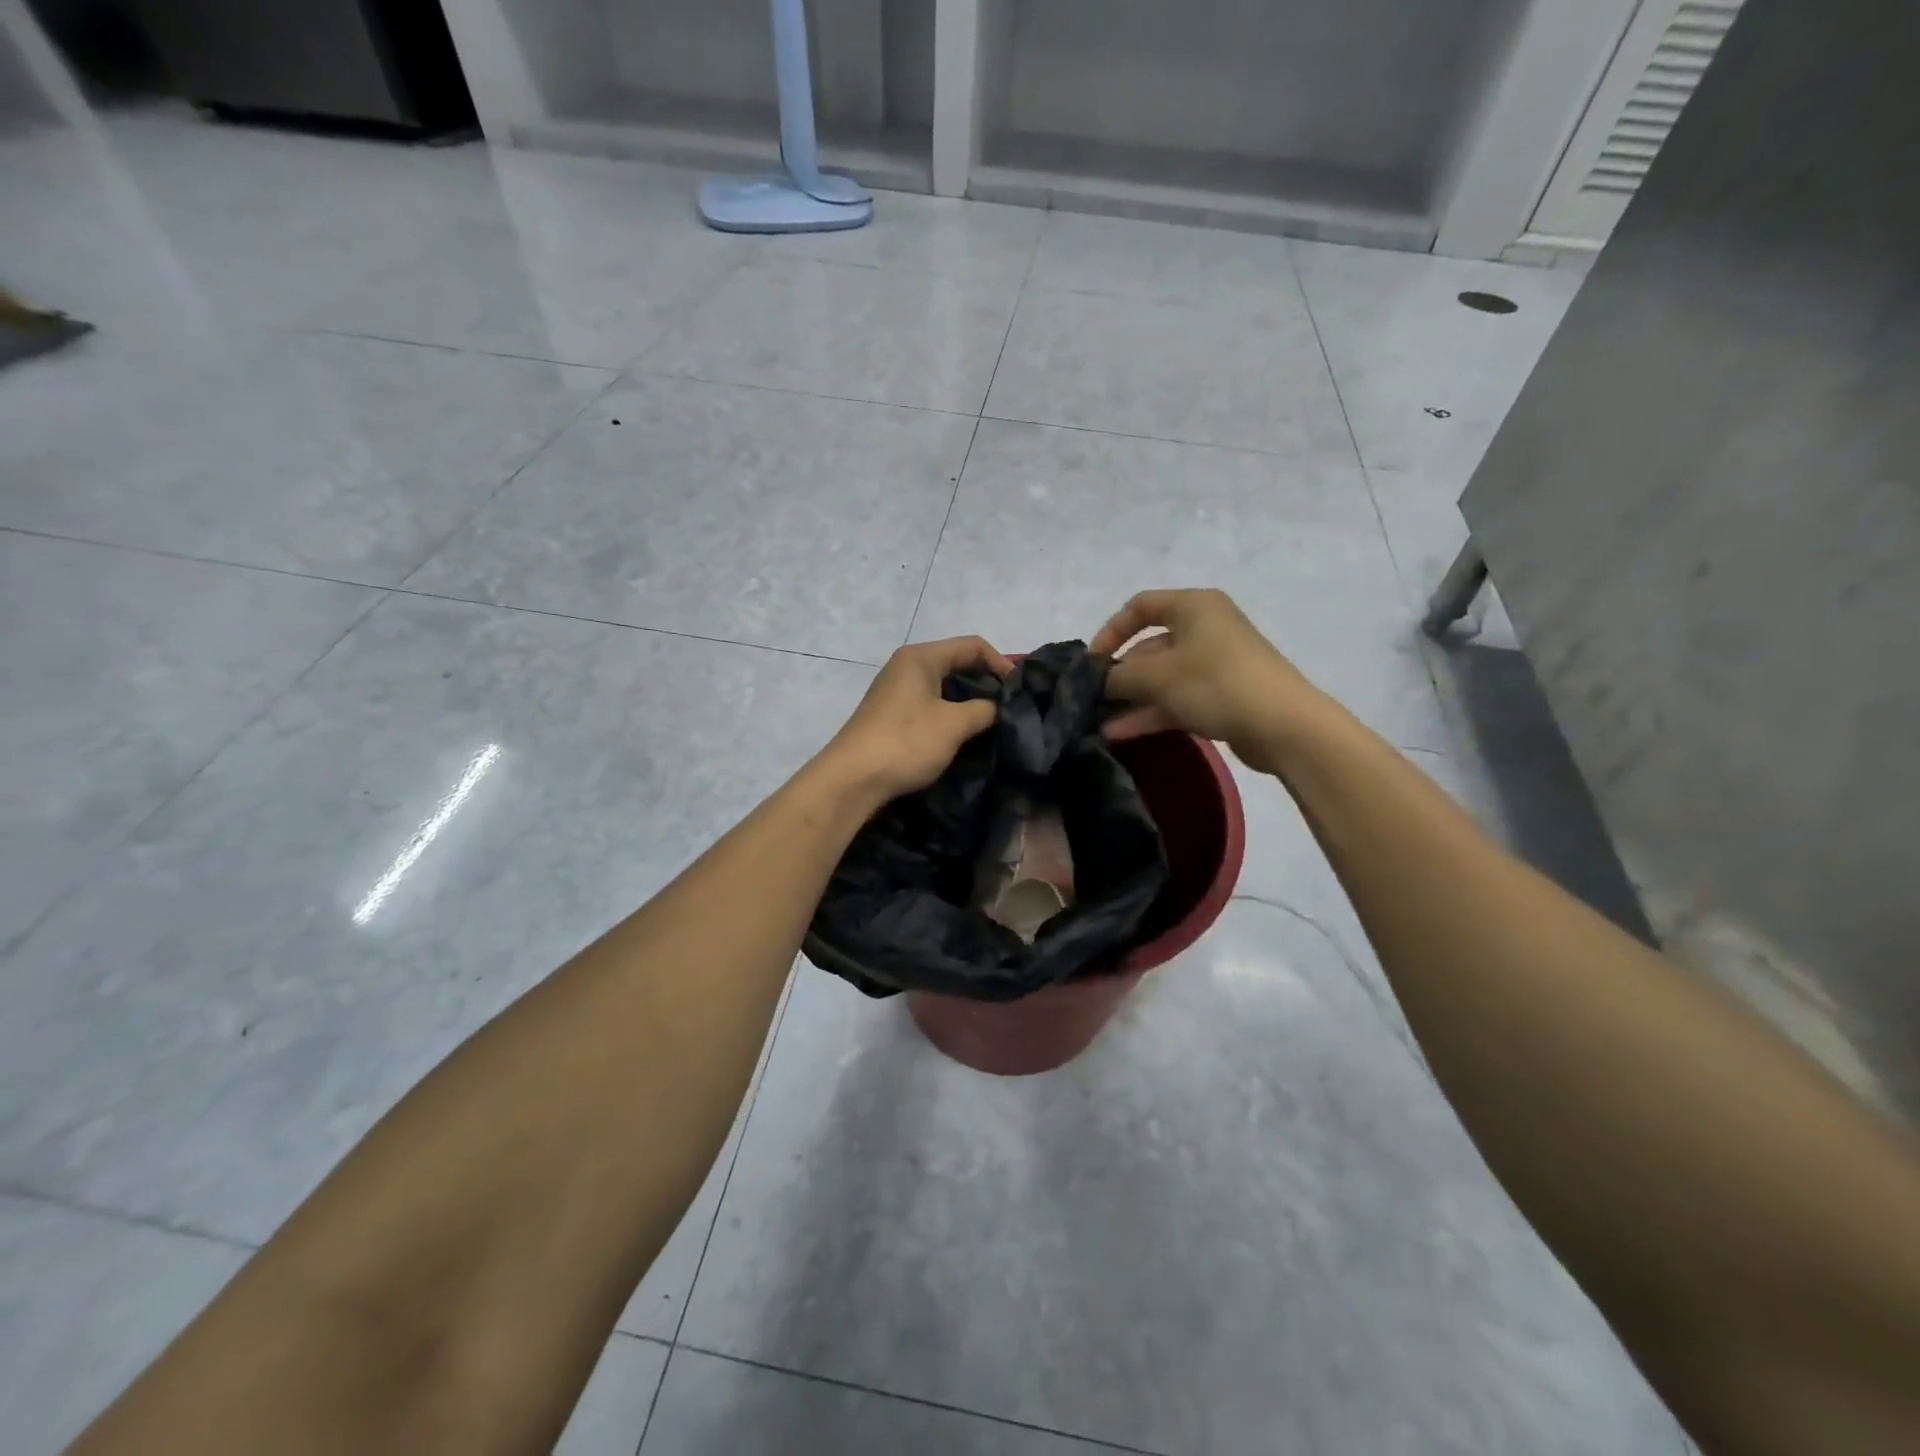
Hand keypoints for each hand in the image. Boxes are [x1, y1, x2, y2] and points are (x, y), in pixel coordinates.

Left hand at [817, 636, 1012, 802]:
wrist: (852, 779)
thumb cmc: (906, 742)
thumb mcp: (954, 724)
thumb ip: (984, 710)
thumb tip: (997, 709)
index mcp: (921, 657)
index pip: (972, 646)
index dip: (1001, 664)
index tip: (1020, 691)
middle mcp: (907, 667)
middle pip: (957, 664)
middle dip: (986, 683)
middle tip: (1011, 708)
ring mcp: (896, 692)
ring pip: (944, 687)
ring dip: (969, 702)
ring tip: (993, 723)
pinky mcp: (892, 716)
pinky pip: (931, 706)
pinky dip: (951, 715)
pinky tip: (964, 735)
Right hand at [1090, 589, 1329, 772]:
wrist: (1283, 725)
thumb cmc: (1216, 683)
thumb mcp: (1157, 677)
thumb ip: (1118, 676)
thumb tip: (1095, 680)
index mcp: (1193, 606)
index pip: (1140, 606)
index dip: (1110, 631)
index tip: (1091, 662)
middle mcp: (1205, 627)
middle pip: (1150, 645)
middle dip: (1120, 674)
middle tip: (1093, 699)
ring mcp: (1215, 662)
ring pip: (1162, 677)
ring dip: (1131, 698)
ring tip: (1100, 723)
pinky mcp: (1222, 694)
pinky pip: (1178, 697)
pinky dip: (1151, 711)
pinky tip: (1121, 733)